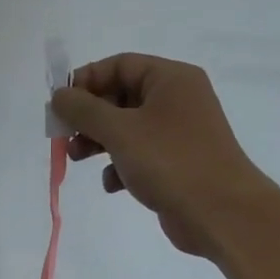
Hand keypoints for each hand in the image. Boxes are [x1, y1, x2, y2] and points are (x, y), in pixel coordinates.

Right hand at [50, 53, 278, 258]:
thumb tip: (59, 96)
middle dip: (89, 117)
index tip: (60, 105)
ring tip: (77, 160)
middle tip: (63, 136)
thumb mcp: (119, 131)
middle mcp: (177, 100)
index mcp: (171, 79)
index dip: (86, 81)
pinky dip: (120, 166)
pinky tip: (112, 184)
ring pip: (127, 128)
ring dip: (98, 142)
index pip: (120, 65)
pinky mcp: (176, 164)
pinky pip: (139, 155)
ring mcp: (178, 134)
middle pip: (121, 97)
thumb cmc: (170, 161)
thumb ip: (83, 110)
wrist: (221, 213)